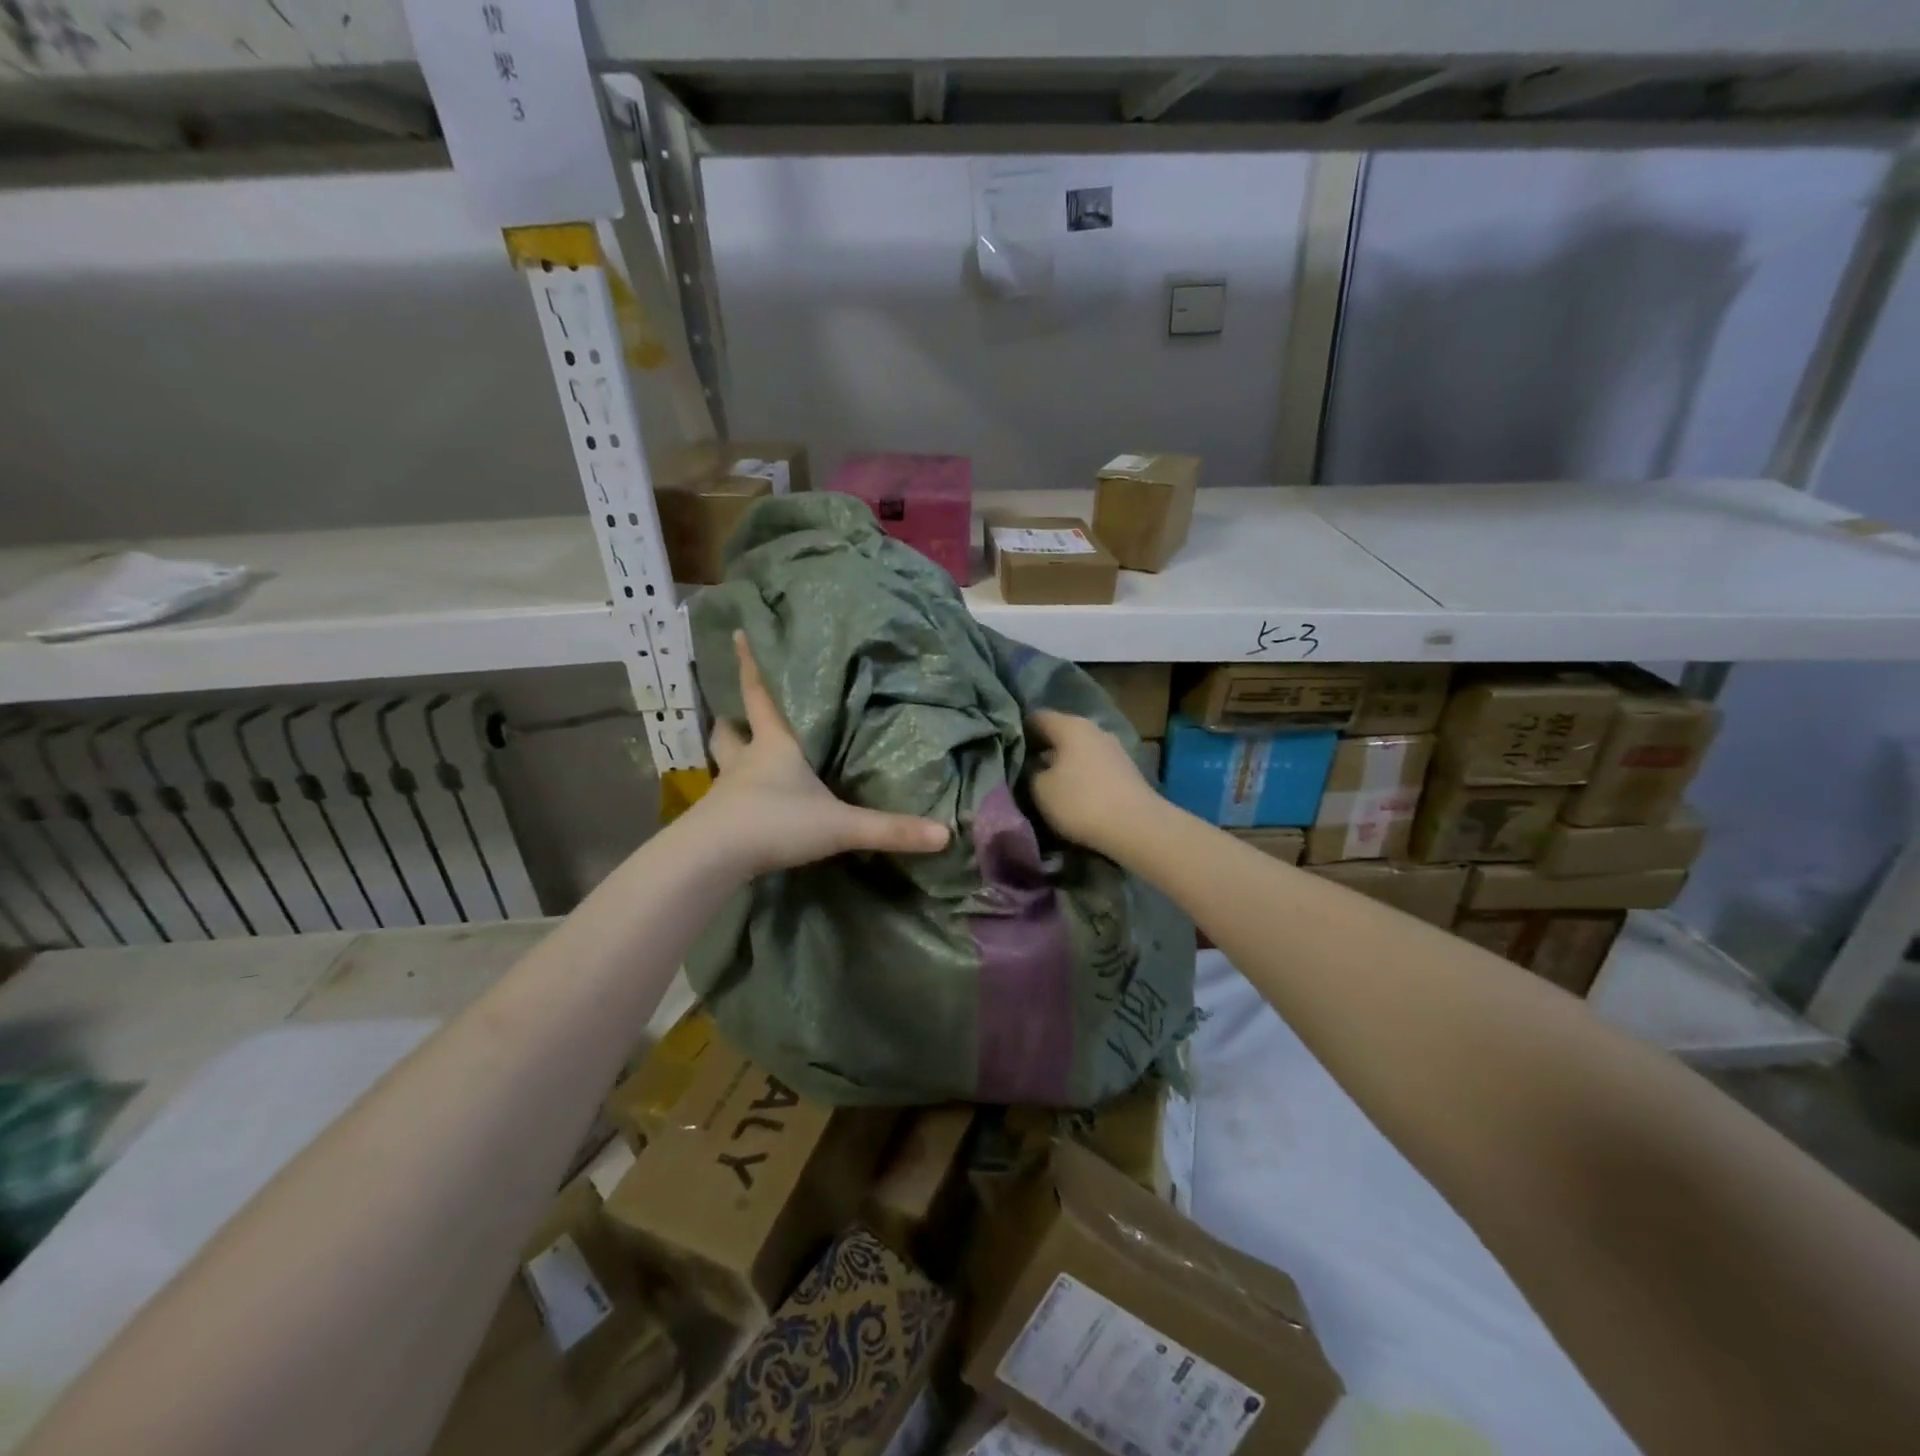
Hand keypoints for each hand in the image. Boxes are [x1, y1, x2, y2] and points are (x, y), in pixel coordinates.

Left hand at [692, 631, 949, 876]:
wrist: (714, 859)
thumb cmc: (776, 822)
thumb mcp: (840, 825)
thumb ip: (890, 829)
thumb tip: (945, 833)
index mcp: (774, 745)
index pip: (760, 695)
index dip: (751, 665)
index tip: (738, 634)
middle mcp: (745, 762)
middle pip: (730, 731)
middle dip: (732, 718)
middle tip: (736, 711)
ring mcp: (727, 791)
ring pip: (723, 763)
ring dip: (729, 754)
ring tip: (739, 751)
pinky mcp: (718, 820)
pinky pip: (726, 798)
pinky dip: (734, 794)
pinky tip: (746, 804)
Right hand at [1026, 709, 1159, 857]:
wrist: (1137, 826)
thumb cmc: (1081, 802)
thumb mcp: (1040, 789)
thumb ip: (1029, 771)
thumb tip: (1030, 764)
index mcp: (1069, 725)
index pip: (1035, 717)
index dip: (1018, 731)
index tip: (1005, 750)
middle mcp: (1093, 728)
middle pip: (1058, 732)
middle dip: (1040, 748)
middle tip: (1022, 769)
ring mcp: (1113, 747)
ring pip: (1077, 749)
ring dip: (1061, 762)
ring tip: (1046, 783)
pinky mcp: (1125, 769)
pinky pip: (1093, 764)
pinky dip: (1080, 773)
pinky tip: (1073, 791)